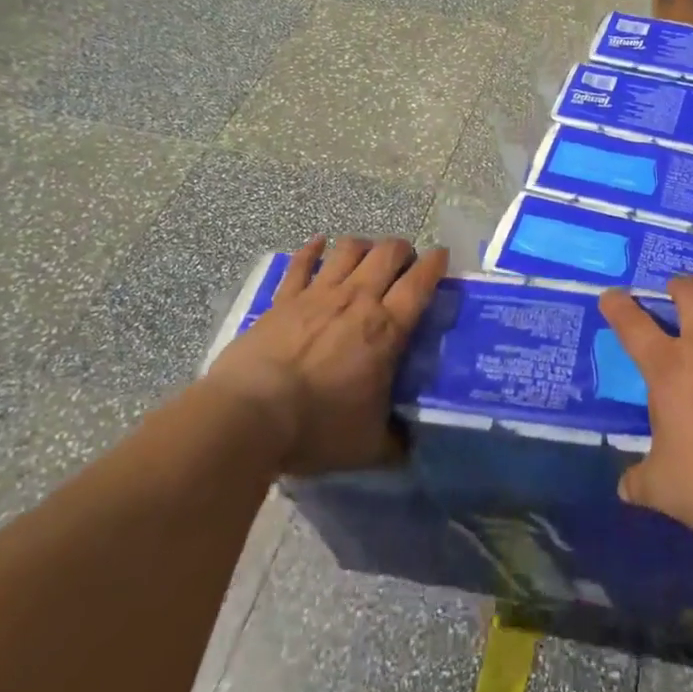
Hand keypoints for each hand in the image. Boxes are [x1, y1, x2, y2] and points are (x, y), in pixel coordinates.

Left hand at [210, 235, 447, 475]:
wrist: (250, 415)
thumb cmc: (317, 428)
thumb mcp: (368, 446)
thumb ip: (394, 442)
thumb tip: (410, 448)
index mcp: (386, 329)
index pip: (420, 283)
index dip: (435, 264)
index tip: (442, 257)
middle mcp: (357, 300)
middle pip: (388, 253)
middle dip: (402, 249)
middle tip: (405, 262)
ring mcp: (318, 294)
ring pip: (349, 249)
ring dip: (364, 245)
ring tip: (367, 254)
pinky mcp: (283, 299)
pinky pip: (301, 263)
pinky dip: (313, 249)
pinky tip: (318, 243)